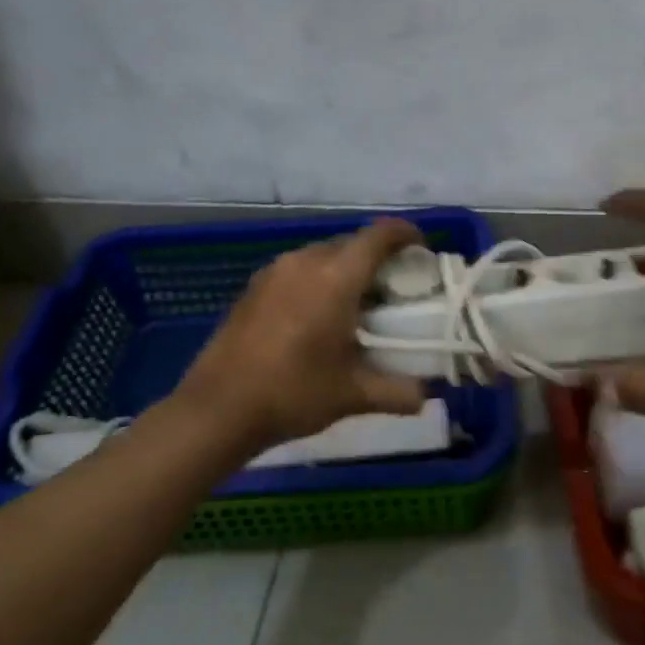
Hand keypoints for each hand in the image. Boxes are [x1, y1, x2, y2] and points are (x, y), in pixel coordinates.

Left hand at [173, 219, 427, 451]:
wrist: (218, 409)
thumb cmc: (293, 393)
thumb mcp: (353, 395)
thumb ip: (398, 392)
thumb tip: (426, 395)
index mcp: (335, 277)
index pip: (380, 236)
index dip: (406, 235)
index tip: (422, 250)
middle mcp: (304, 262)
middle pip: (351, 244)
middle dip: (377, 259)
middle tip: (394, 291)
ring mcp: (274, 272)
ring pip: (322, 256)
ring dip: (345, 271)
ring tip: (357, 305)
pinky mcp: (253, 288)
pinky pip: (298, 270)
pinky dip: (317, 282)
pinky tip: (317, 317)